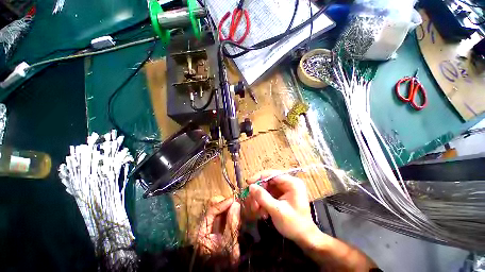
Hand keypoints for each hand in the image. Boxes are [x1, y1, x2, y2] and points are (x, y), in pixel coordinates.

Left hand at [196, 196, 240, 263]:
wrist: (221, 271)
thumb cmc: (224, 259)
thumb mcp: (229, 242)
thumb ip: (232, 223)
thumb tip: (236, 204)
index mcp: (201, 231)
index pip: (211, 211)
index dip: (223, 203)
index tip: (233, 199)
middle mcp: (202, 226)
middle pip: (212, 208)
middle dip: (224, 203)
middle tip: (235, 203)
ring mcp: (207, 227)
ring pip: (216, 211)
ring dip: (226, 207)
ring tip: (236, 207)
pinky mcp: (213, 228)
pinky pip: (220, 216)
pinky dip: (227, 213)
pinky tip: (234, 213)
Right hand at [245, 170, 318, 243]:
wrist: (304, 237)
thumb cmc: (294, 224)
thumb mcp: (277, 211)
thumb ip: (263, 197)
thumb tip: (250, 186)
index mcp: (292, 183)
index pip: (272, 174)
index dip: (259, 177)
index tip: (248, 184)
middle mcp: (288, 183)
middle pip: (268, 181)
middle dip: (259, 191)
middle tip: (252, 202)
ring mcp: (285, 188)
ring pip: (267, 187)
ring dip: (260, 198)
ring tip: (256, 210)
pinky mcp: (281, 194)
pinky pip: (268, 193)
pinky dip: (263, 201)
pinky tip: (262, 211)